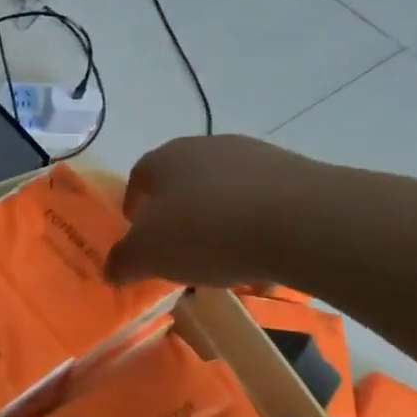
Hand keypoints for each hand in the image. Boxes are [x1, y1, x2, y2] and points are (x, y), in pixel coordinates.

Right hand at [106, 135, 325, 287]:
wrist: (303, 222)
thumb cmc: (205, 231)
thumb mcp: (147, 256)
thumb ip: (123, 262)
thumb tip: (112, 270)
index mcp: (165, 158)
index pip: (139, 177)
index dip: (135, 206)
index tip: (138, 235)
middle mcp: (208, 147)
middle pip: (184, 182)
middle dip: (178, 215)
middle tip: (179, 250)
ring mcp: (257, 157)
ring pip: (226, 192)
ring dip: (220, 221)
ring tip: (224, 259)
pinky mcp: (299, 174)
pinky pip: (265, 204)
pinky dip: (258, 228)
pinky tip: (263, 258)